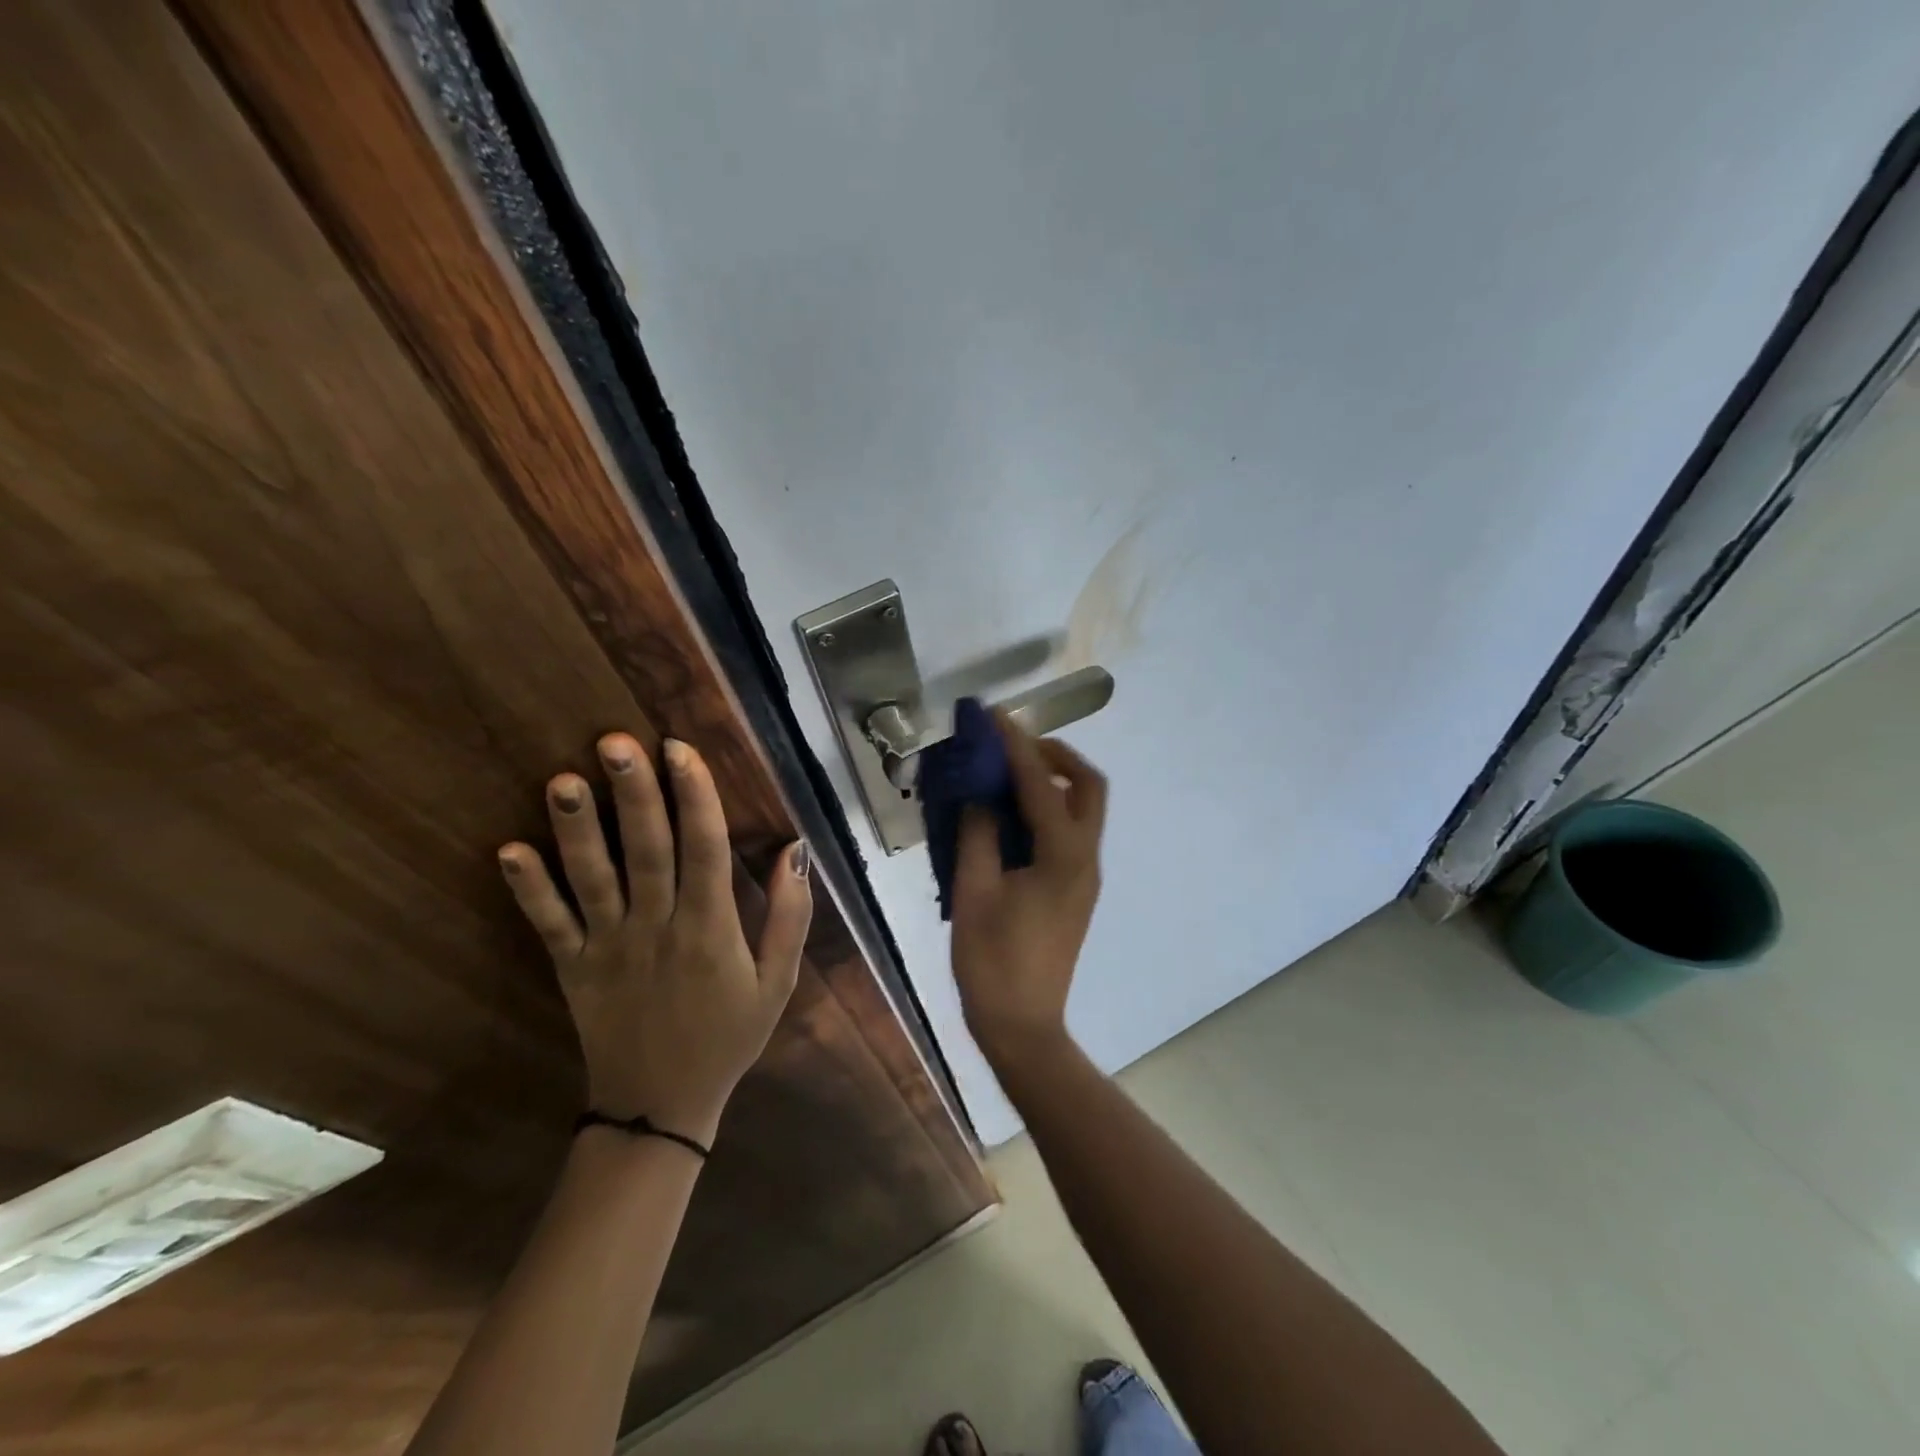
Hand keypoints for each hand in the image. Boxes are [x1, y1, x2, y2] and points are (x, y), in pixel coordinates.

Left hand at [497, 733, 811, 1145]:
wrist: (661, 1106)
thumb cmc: (728, 1035)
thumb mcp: (779, 981)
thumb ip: (791, 915)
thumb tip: (794, 849)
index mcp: (711, 929)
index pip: (705, 850)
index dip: (695, 797)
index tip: (680, 750)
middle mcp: (657, 928)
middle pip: (646, 851)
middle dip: (633, 793)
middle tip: (616, 741)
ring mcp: (608, 948)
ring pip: (592, 879)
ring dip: (576, 829)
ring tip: (563, 780)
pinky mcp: (572, 968)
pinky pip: (548, 925)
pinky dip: (527, 889)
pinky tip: (508, 850)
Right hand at [950, 712, 1107, 1067]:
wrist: (1023, 1025)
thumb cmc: (993, 962)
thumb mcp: (975, 893)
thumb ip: (978, 835)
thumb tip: (979, 795)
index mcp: (1063, 857)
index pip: (1042, 784)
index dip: (1017, 746)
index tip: (996, 717)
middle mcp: (1086, 859)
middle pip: (1089, 787)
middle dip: (1056, 755)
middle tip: (1015, 746)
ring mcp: (1085, 876)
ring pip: (1085, 808)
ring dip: (1054, 780)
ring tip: (1008, 772)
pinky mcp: (1076, 889)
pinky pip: (1071, 831)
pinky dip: (1049, 808)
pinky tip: (1012, 815)